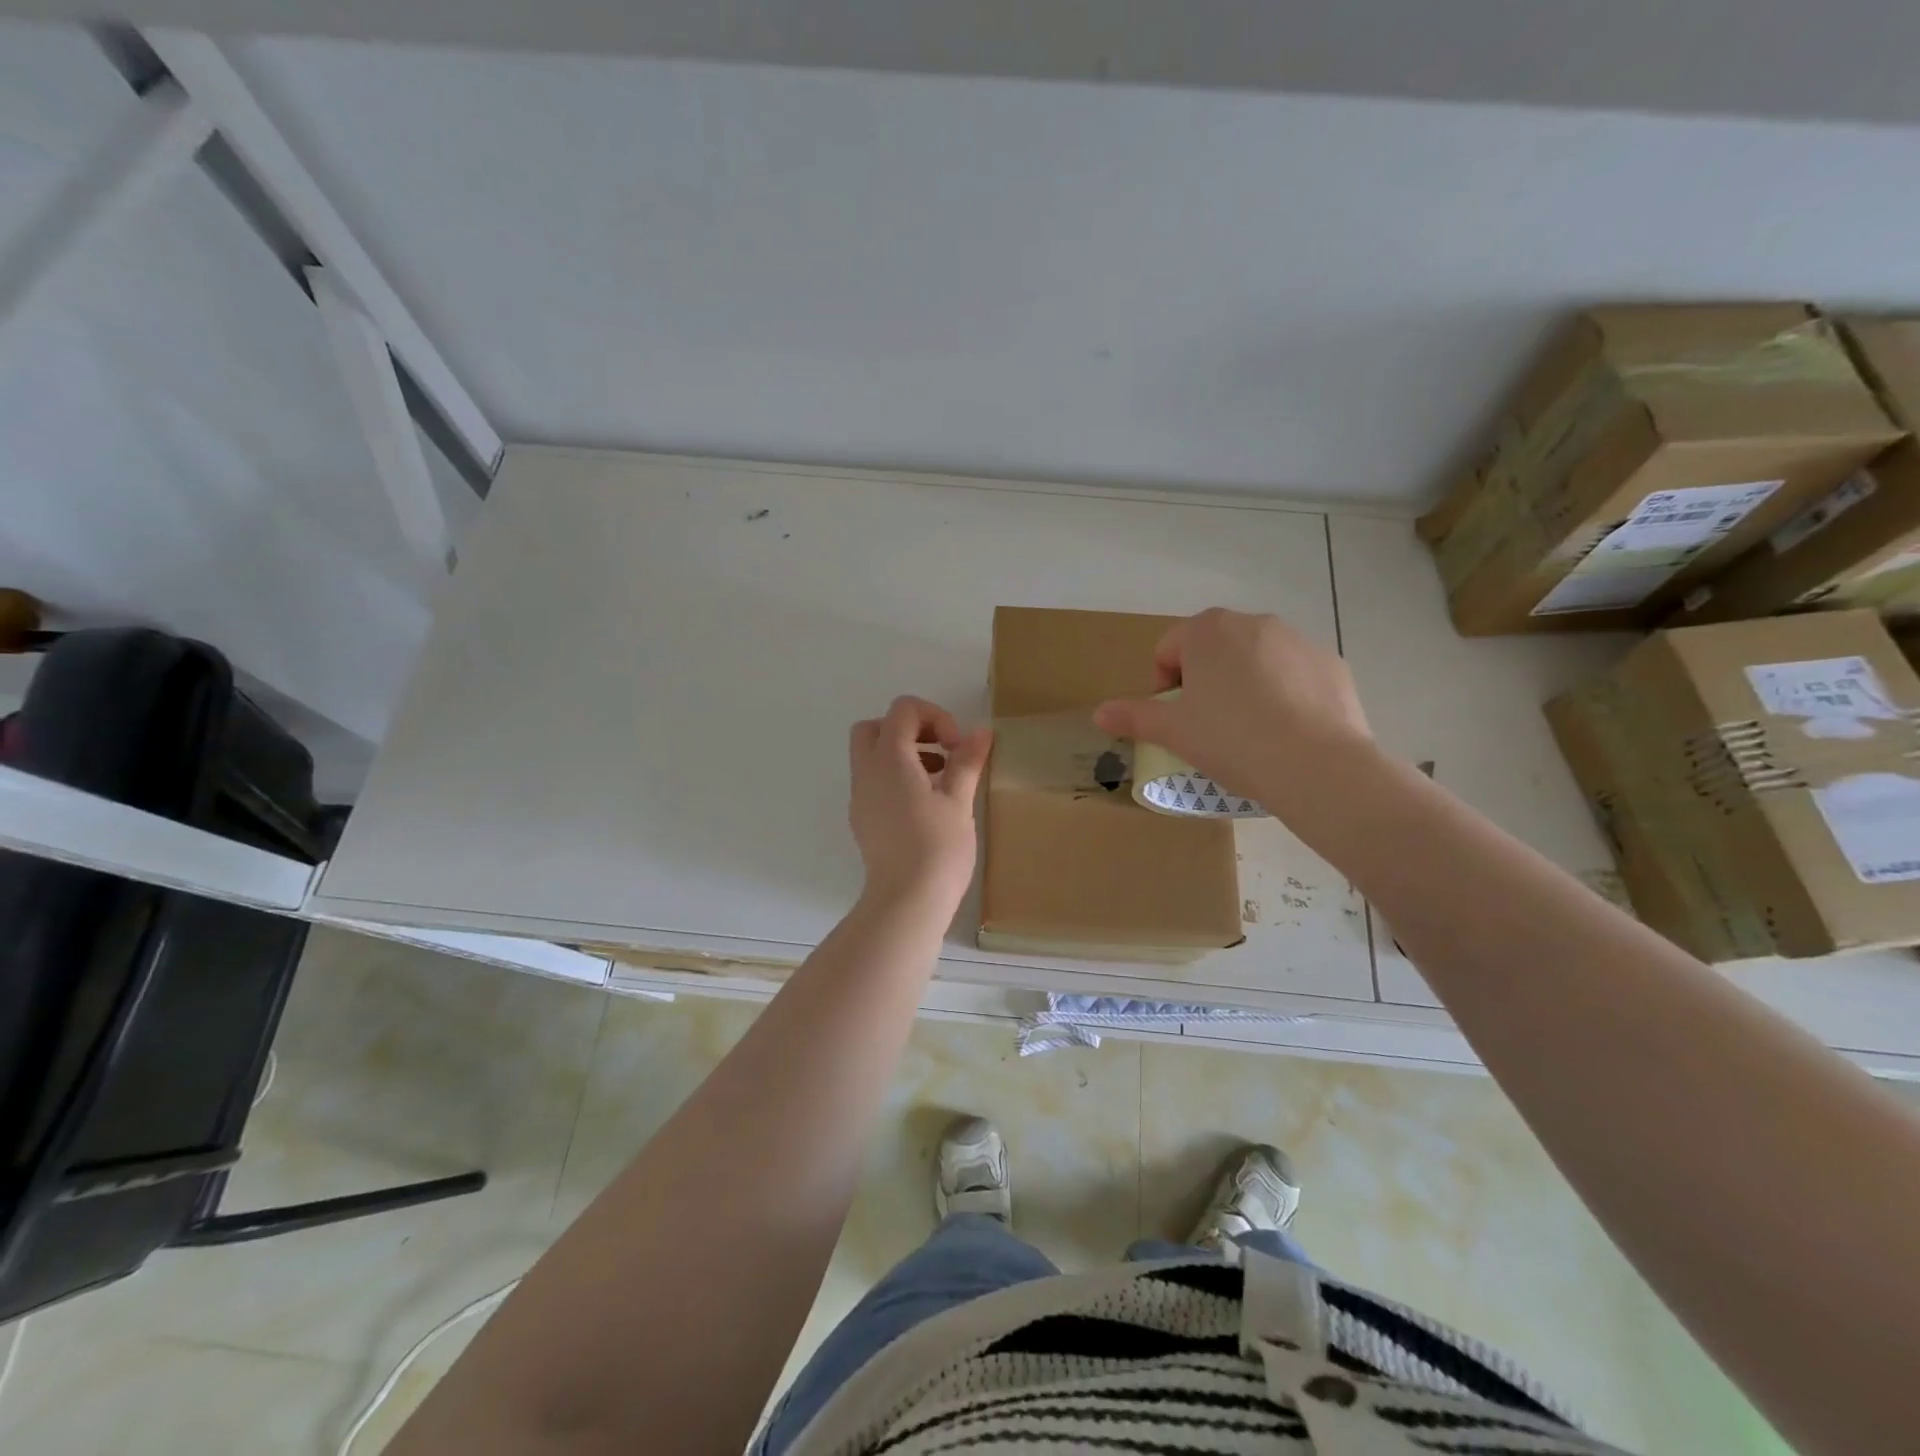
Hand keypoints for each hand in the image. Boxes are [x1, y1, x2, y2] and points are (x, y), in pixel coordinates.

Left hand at [848, 697, 991, 910]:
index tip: (956, 746)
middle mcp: (866, 772)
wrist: (907, 901)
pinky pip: (874, 782)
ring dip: (903, 753)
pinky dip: (896, 777)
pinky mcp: (863, 819)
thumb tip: (981, 732)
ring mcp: (860, 797)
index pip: (902, 710)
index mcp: (889, 759)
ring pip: (871, 755)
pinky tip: (925, 804)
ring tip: (941, 778)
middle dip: (909, 729)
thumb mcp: (959, 801)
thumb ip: (967, 761)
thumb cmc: (937, 847)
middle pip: (875, 727)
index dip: (934, 716)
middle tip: (940, 750)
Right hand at [1092, 609, 1371, 811]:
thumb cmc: (1231, 739)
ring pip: (1255, 661)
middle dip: (1204, 682)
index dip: (1162, 686)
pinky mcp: (1331, 664)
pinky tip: (1286, 733)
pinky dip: (1284, 696)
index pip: (1168, 649)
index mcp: (1208, 630)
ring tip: (1248, 732)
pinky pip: (1294, 676)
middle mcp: (1254, 622)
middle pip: (1213, 650)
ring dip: (1243, 686)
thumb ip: (1133, 717)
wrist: (1316, 766)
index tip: (1174, 720)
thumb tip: (1099, 714)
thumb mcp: (1173, 731)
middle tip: (1207, 726)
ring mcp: (1298, 641)